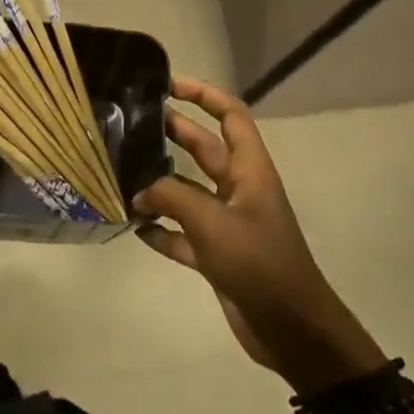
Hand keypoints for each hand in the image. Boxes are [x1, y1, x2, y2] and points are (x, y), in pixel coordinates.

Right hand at [136, 76, 385, 392]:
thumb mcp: (212, 221)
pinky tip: (135, 228)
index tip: (168, 85)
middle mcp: (238, 190)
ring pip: (188, 192)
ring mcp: (227, 223)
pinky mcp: (217, 255)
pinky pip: (182, 233)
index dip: (204, 95)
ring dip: (159, 185)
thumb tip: (137, 191)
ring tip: (122, 173)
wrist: (291, 328)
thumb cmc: (259, 262)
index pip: (231, 116)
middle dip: (173, 132)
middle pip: (204, 148)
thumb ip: (170, 196)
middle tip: (132, 123)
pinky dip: (161, 229)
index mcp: (249, 170)